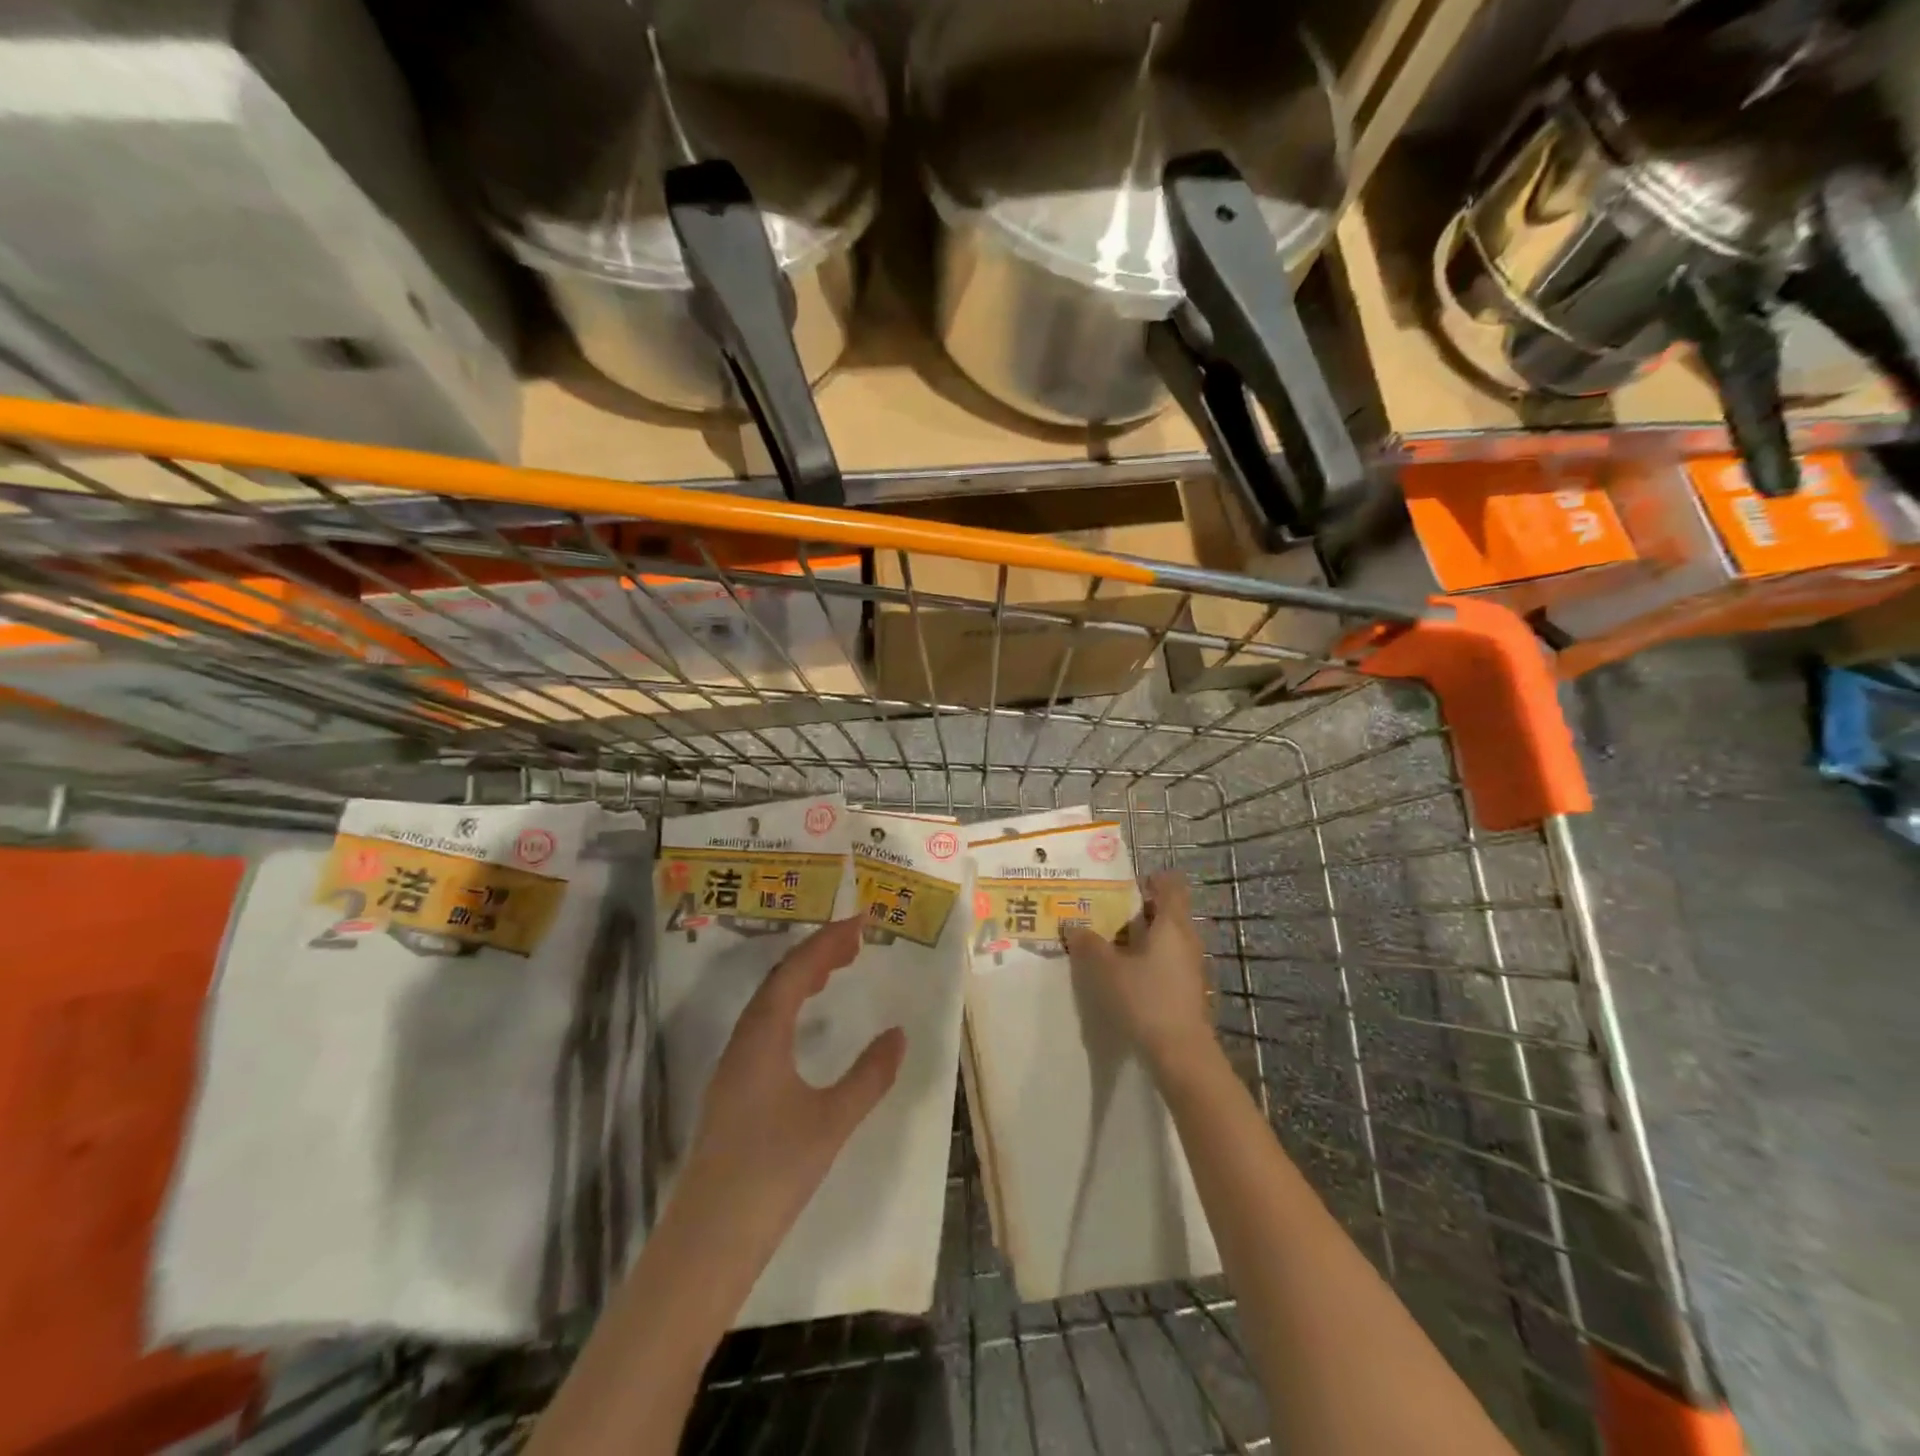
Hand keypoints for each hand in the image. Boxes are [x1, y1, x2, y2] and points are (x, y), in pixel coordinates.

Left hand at [679, 917, 905, 1257]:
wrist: (708, 1242)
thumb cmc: (772, 1173)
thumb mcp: (832, 1121)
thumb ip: (869, 1075)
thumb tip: (898, 1033)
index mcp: (763, 1036)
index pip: (795, 970)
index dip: (828, 940)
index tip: (860, 921)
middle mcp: (743, 1041)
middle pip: (779, 979)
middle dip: (817, 953)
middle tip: (856, 941)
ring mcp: (733, 1066)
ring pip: (768, 1003)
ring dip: (802, 978)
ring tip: (837, 969)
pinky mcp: (733, 1090)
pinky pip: (765, 1026)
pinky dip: (791, 1006)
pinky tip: (806, 1023)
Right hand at [1065, 871, 1216, 1078]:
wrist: (1182, 1054)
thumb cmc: (1146, 999)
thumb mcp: (1106, 970)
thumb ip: (1088, 944)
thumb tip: (1072, 925)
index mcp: (1172, 923)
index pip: (1170, 884)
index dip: (1149, 879)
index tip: (1121, 887)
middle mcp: (1186, 938)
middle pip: (1166, 910)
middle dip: (1136, 910)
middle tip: (1104, 914)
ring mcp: (1190, 965)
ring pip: (1165, 937)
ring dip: (1140, 936)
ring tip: (1108, 945)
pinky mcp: (1187, 988)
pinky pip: (1166, 960)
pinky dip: (1147, 959)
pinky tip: (1124, 974)